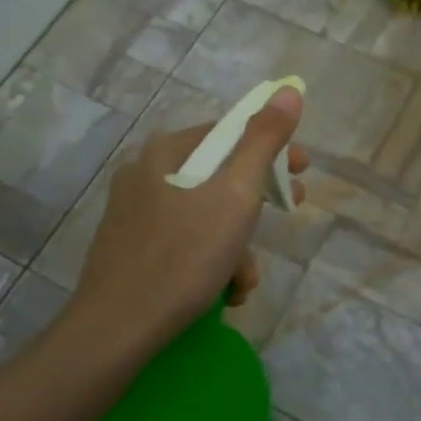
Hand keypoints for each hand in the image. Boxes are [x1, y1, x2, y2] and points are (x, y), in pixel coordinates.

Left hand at [72, 87, 308, 347]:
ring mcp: (134, 215)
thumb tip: (287, 90)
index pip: (229, 133)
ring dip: (236, 244)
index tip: (302, 171)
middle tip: (289, 211)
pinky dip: (210, 262)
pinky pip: (184, 243)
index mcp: (165, 153)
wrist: (117, 331)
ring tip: (245, 280)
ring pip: (204, 215)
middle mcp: (145, 175)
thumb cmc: (184, 255)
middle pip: (218, 176)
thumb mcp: (236, 195)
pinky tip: (222, 293)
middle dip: (258, 201)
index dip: (271, 149)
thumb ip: (263, 141)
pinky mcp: (130, 251)